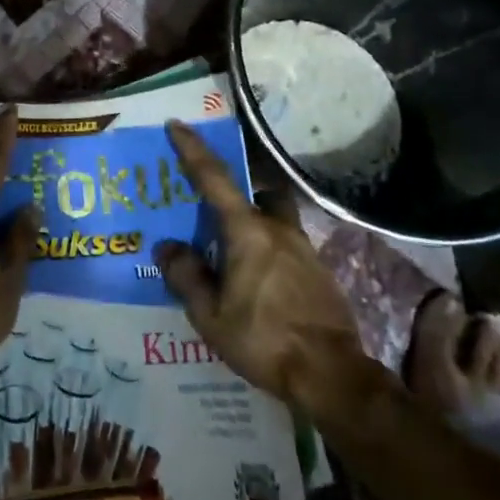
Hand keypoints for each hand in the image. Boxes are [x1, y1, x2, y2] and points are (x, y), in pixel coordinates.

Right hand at [155, 121, 379, 417]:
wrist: (331, 375)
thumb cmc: (263, 339)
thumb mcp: (210, 315)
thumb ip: (187, 276)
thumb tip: (168, 247)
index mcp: (247, 231)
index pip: (214, 178)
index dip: (193, 150)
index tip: (177, 125)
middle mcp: (278, 229)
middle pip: (256, 193)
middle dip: (237, 194)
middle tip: (215, 214)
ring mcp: (304, 249)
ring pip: (274, 220)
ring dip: (254, 226)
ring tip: (235, 257)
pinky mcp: (319, 272)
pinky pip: (287, 246)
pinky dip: (269, 253)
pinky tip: (261, 284)